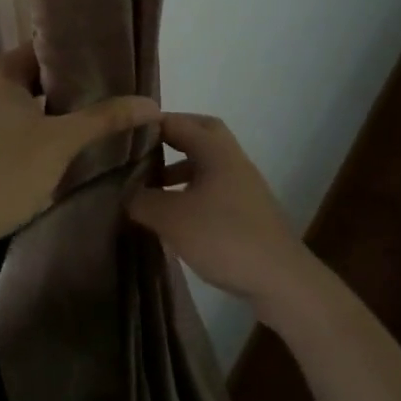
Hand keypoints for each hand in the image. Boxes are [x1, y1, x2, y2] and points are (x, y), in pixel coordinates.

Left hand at [0, 46, 159, 255]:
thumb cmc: (6, 170)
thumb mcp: (63, 141)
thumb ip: (105, 118)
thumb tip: (152, 103)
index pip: (41, 49)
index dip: (75, 57)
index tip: (107, 67)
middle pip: (30, 77)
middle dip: (65, 88)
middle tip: (105, 96)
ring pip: (18, 105)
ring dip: (48, 112)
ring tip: (86, 121)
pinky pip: (4, 126)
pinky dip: (29, 131)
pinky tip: (54, 147)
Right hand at [129, 113, 318, 320]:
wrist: (280, 279)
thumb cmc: (224, 237)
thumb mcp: (172, 218)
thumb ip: (141, 200)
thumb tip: (123, 193)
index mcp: (215, 150)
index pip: (177, 121)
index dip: (148, 125)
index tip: (120, 137)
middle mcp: (232, 159)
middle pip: (199, 134)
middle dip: (170, 138)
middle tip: (141, 152)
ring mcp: (243, 185)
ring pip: (207, 163)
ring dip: (180, 167)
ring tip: (151, 187)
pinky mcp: (247, 211)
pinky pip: (213, 188)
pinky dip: (191, 192)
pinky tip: (174, 216)